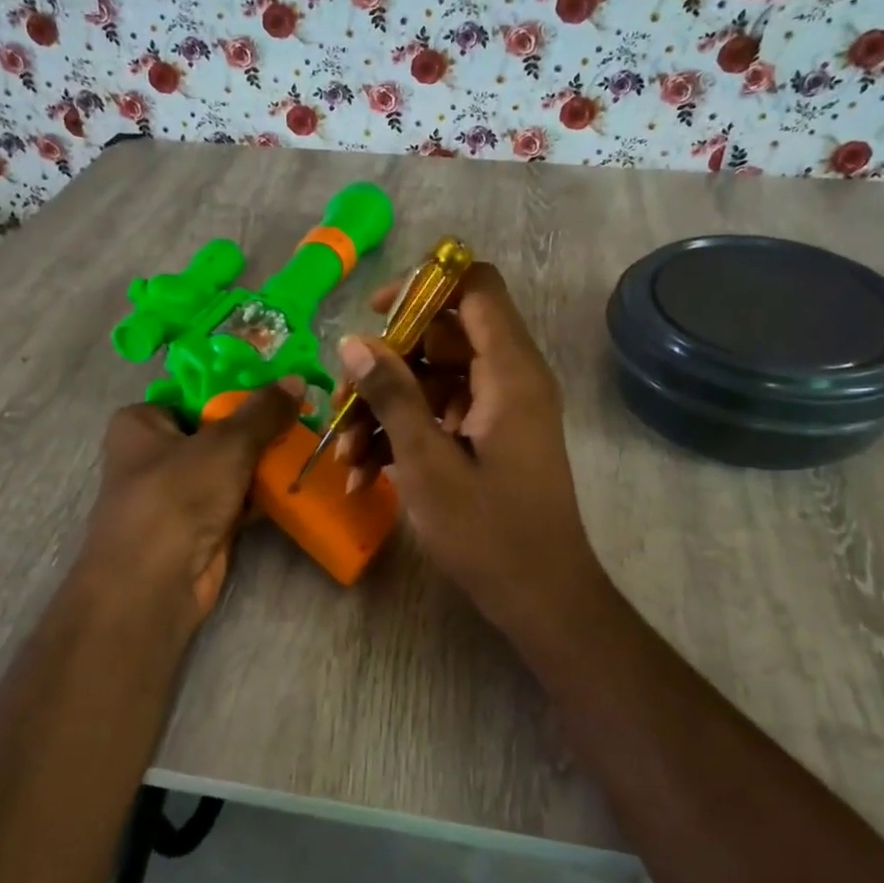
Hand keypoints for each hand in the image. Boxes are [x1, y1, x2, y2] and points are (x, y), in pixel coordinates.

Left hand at [79, 381, 301, 628]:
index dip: (239, 389)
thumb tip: (297, 379)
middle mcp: (155, 454)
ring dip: (266, 463)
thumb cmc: (177, 497)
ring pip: (231, 467)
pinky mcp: (200, 526)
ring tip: (311, 444)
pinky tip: (299, 482)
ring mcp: (178, 493)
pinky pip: (238, 500)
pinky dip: (263, 494)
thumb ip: (263, 412)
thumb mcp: (226, 443)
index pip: (196, 393)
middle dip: (260, 428)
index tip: (282, 386)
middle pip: (218, 430)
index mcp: (142, 422)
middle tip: (305, 415)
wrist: (155, 584)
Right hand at [334, 262, 606, 640]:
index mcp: (510, 371)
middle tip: (342, 399)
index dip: (423, 285)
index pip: (474, 287)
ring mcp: (501, 412)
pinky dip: (405, 436)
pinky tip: (364, 474)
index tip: (374, 314)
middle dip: (387, 365)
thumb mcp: (427, 461)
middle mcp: (510, 379)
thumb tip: (353, 341)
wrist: (541, 597)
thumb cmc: (488, 531)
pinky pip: (443, 417)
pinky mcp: (490, 441)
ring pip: (435, 382)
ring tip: (346, 454)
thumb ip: (392, 394)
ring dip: (387, 410)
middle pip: (443, 337)